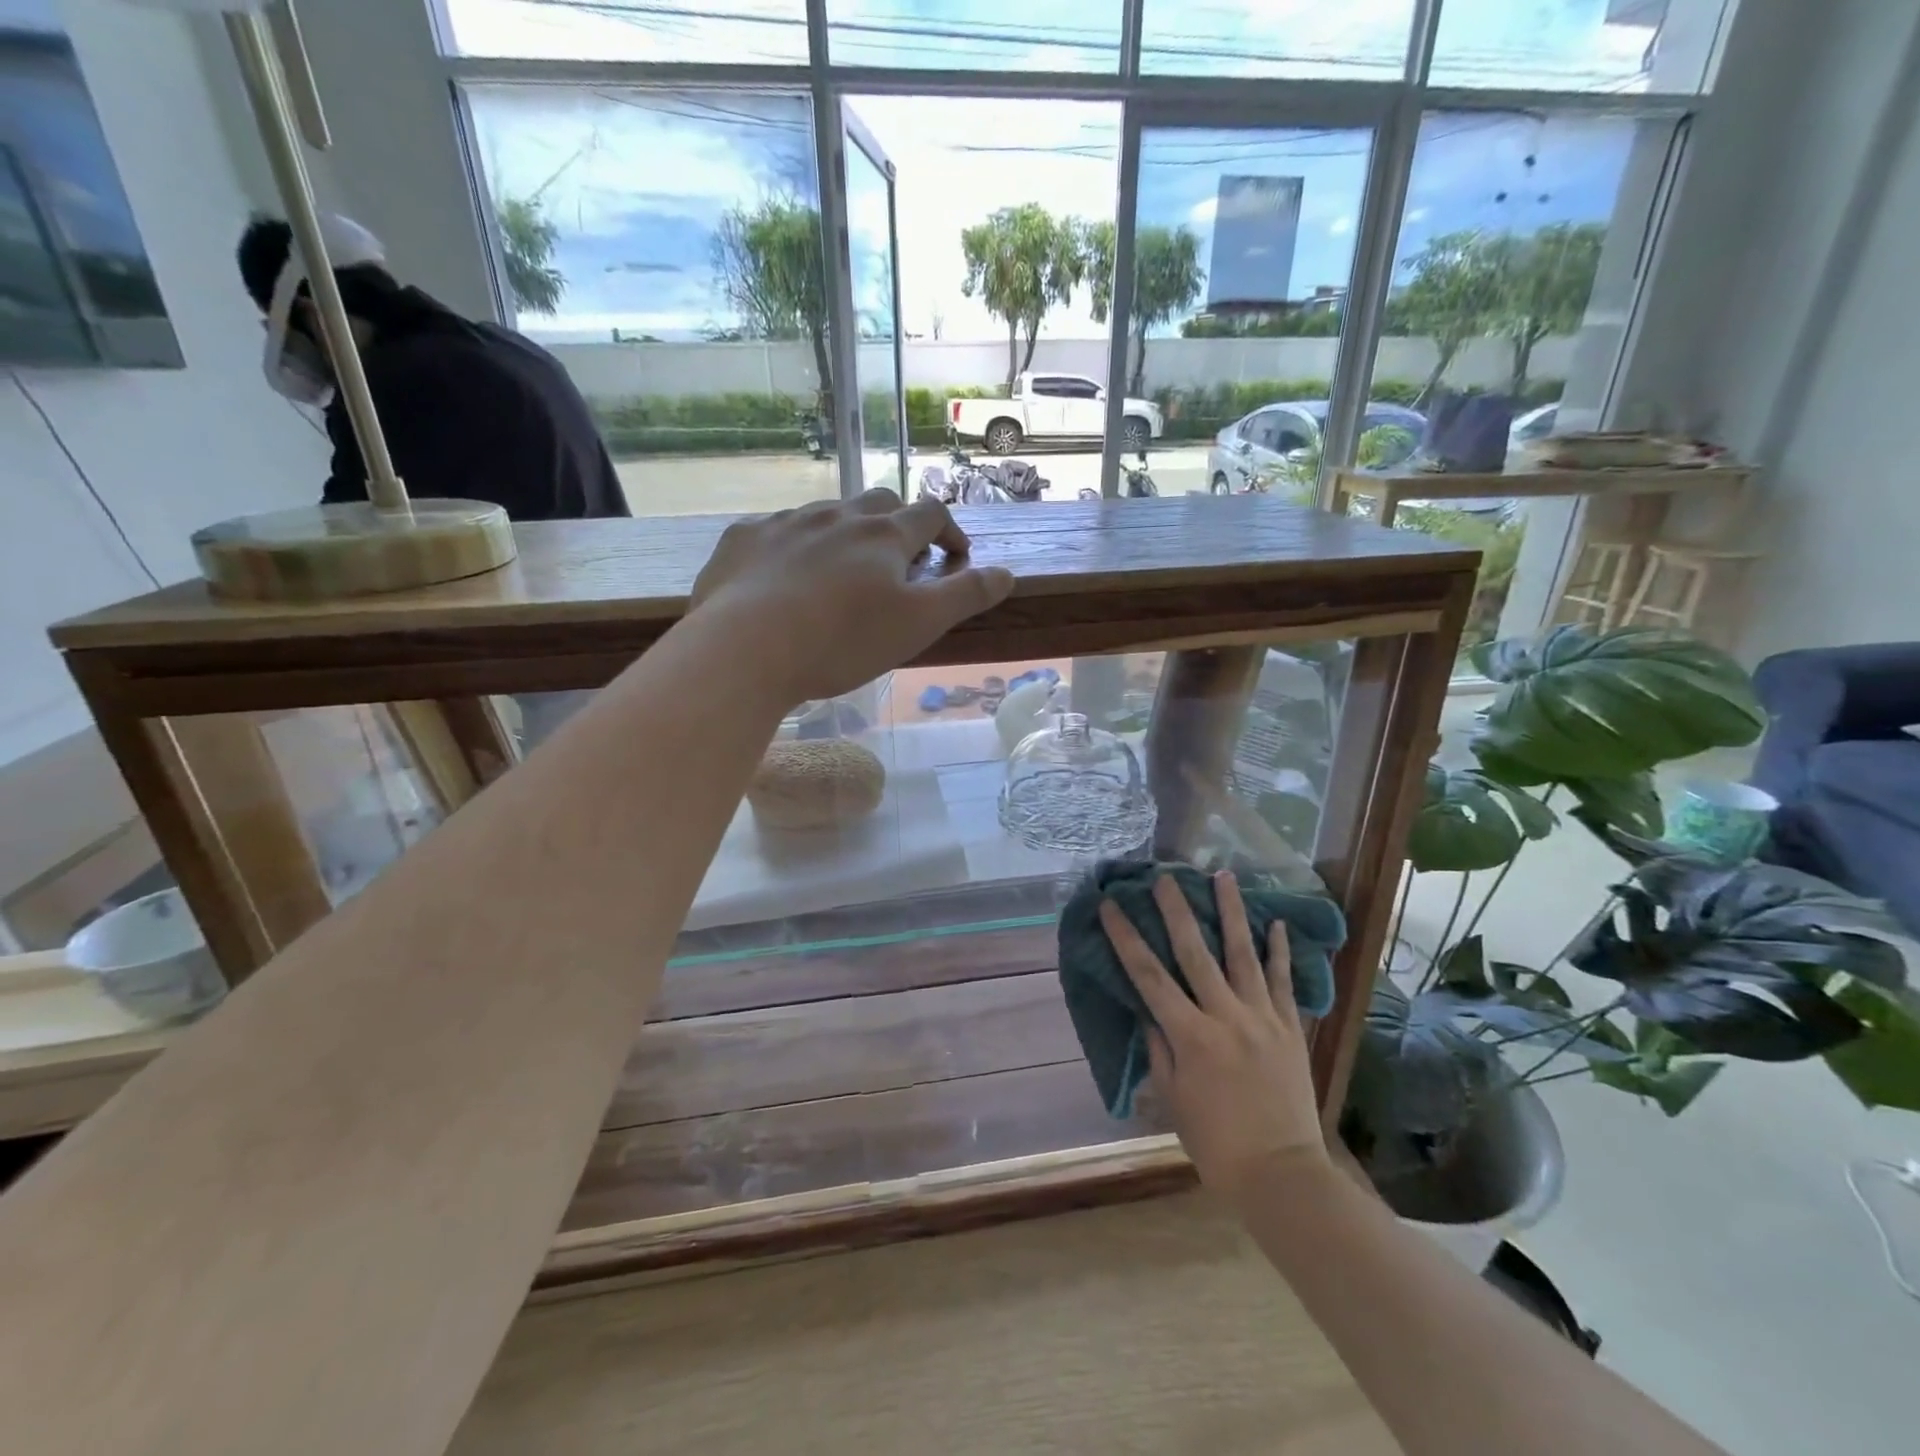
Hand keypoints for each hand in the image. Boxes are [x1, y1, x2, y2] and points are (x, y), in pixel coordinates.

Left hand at [690, 489, 1014, 705]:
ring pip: (828, 513)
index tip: (955, 558)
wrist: (745, 649)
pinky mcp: (743, 538)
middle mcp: (837, 514)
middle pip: (880, 502)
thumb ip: (965, 596)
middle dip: (899, 525)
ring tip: (843, 574)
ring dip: (846, 535)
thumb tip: (1006, 573)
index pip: (931, 514)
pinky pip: (778, 531)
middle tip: (899, 563)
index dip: (950, 532)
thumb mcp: (918, 625)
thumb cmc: (842, 641)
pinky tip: (786, 579)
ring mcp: (786, 521)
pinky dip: (795, 547)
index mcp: (884, 534)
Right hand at [1100, 871, 1329, 1204]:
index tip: (1111, 907)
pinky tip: (1276, 923)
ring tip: (1224, 875)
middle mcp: (1225, 1017)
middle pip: (1195, 952)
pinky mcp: (1290, 1029)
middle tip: (1165, 876)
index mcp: (1190, 1036)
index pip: (1149, 976)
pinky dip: (1279, 952)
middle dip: (1176, 910)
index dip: (1126, 938)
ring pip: (1243, 954)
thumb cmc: (1216, 1144)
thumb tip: (1150, 1011)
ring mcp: (1262, 1018)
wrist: (1283, 1175)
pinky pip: (1283, 982)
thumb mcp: (1173, 1099)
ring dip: (1232, 912)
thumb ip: (1160, 1049)